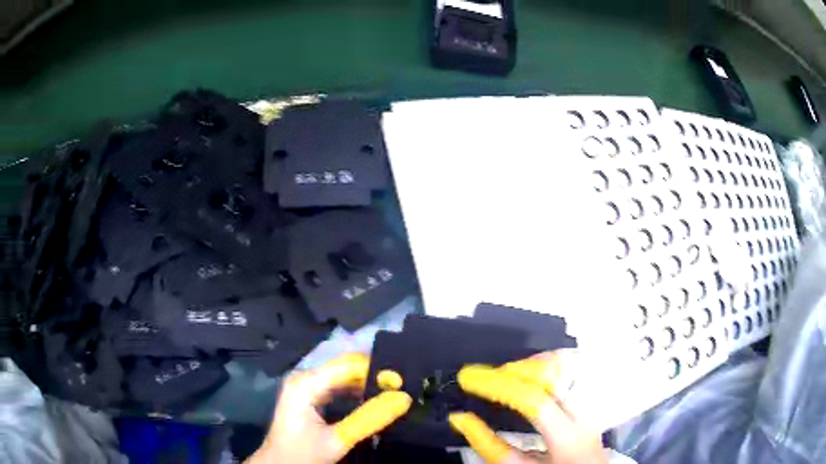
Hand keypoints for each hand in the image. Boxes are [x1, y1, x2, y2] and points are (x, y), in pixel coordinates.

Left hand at [246, 353, 411, 463]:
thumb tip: (404, 399)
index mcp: (306, 383)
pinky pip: (337, 387)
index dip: (377, 369)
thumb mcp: (338, 439)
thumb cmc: (303, 454)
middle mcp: (305, 377)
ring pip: (343, 377)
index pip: (349, 365)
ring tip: (394, 391)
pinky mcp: (309, 396)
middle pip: (346, 368)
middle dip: (374, 376)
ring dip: (367, 384)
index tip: (405, 379)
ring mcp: (306, 386)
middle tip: (404, 386)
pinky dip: (356, 393)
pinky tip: (374, 399)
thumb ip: (370, 418)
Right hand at [448, 351, 607, 463]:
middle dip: (513, 369)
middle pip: (552, 373)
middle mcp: (584, 413)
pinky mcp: (590, 396)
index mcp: (567, 437)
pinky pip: (571, 367)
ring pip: (565, 364)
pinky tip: (530, 371)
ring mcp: (591, 400)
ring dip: (530, 363)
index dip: (498, 385)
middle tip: (484, 376)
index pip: (533, 400)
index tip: (469, 378)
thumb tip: (461, 419)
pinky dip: (546, 363)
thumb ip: (491, 446)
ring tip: (504, 373)